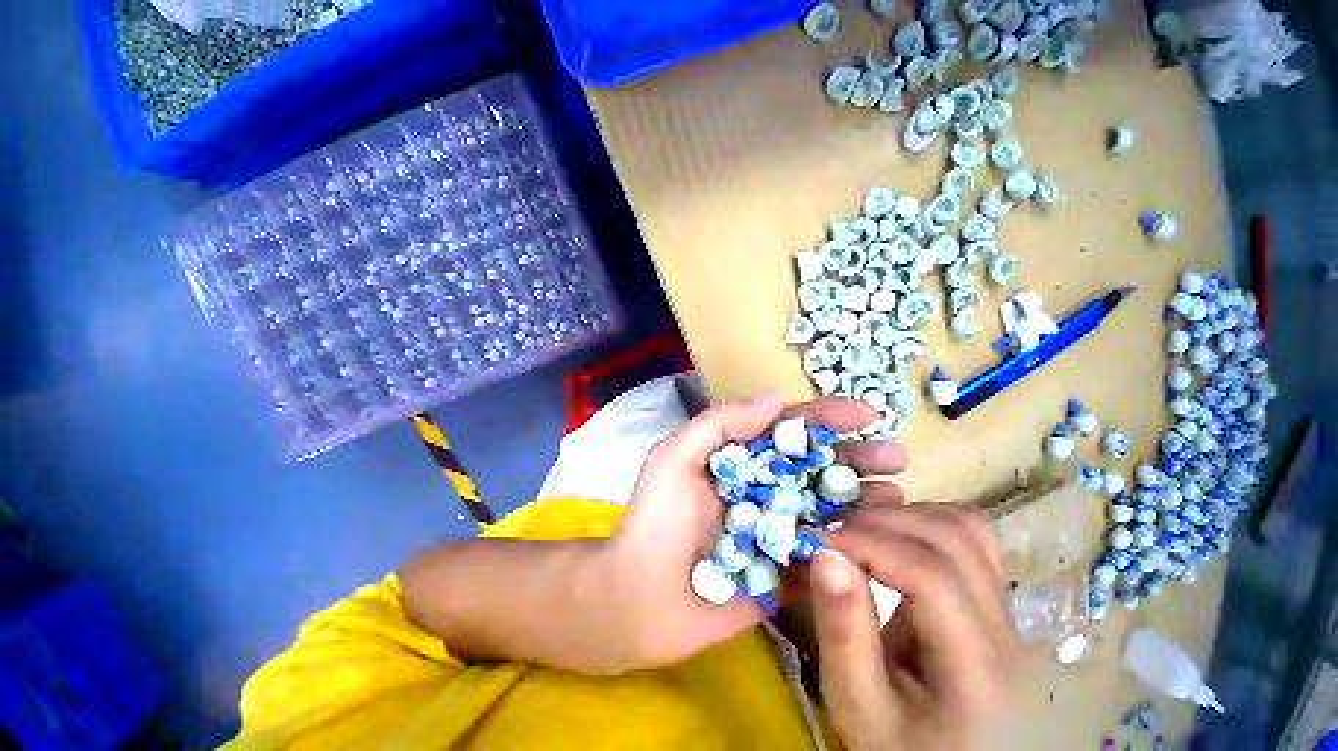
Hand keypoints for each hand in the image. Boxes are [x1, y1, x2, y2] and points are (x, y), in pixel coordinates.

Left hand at [600, 393, 908, 671]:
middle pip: (816, 467)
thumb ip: (720, 424)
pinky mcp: (783, 574)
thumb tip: (774, 397)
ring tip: (898, 495)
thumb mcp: (675, 458)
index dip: (825, 418)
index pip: (787, 430)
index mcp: (739, 458)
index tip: (866, 415)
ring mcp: (775, 532)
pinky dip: (852, 548)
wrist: (636, 600)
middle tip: (895, 457)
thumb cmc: (653, 521)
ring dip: (864, 500)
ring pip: (827, 509)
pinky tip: (882, 543)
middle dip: (855, 458)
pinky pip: (824, 557)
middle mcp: (762, 489)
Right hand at [810, 504, 1018, 750]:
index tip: (819, 542)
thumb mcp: (858, 704)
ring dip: (906, 516)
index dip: (868, 544)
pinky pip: (968, 539)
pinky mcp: (991, 602)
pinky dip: (924, 523)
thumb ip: (842, 631)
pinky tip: (893, 540)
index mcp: (977, 666)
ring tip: (862, 532)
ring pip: (967, 528)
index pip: (930, 574)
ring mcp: (1004, 611)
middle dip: (883, 522)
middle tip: (836, 535)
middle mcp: (1004, 629)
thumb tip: (824, 553)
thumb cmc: (897, 746)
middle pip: (955, 539)